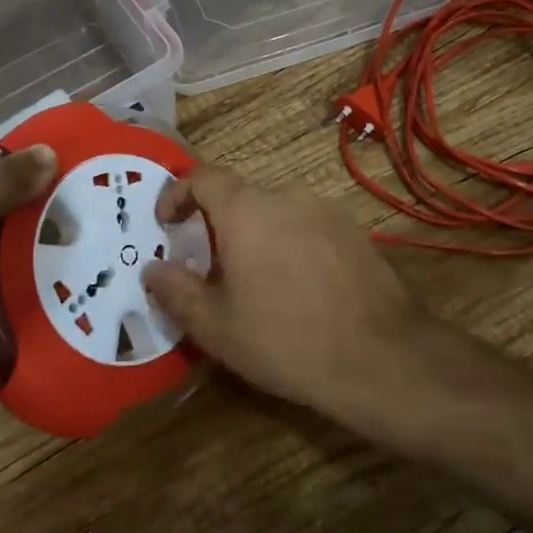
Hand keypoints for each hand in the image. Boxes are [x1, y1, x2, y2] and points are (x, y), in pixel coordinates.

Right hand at [142, 164, 433, 420]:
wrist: (380, 355)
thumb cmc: (285, 339)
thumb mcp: (217, 326)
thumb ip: (177, 291)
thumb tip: (152, 269)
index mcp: (246, 209)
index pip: (203, 177)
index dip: (177, 194)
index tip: (167, 224)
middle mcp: (286, 196)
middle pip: (241, 196)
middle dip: (218, 224)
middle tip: (210, 267)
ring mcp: (326, 210)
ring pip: (276, 212)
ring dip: (257, 236)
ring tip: (256, 282)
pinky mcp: (353, 230)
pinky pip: (308, 226)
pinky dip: (291, 244)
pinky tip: (298, 286)